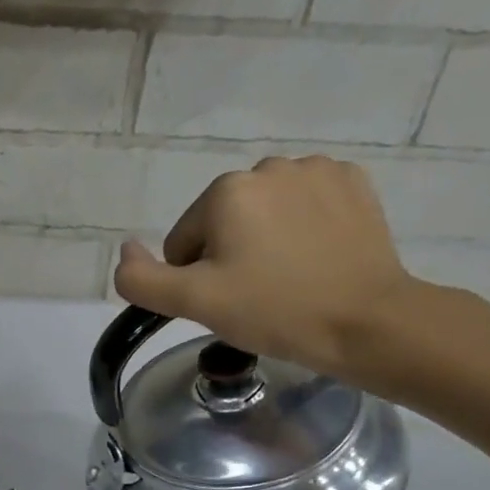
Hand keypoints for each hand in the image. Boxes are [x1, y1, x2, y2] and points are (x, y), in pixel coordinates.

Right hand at [113, 156, 422, 383]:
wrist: (365, 322)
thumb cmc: (273, 311)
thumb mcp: (194, 303)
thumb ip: (142, 279)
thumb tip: (124, 250)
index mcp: (226, 191)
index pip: (184, 241)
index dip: (196, 278)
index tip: (226, 302)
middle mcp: (269, 167)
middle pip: (224, 222)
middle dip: (230, 255)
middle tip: (256, 295)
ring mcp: (317, 171)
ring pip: (265, 212)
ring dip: (266, 240)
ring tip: (289, 278)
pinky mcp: (353, 183)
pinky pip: (307, 204)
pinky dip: (304, 227)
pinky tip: (317, 258)